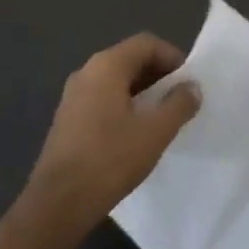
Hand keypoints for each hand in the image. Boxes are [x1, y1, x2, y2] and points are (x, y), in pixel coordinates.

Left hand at [26, 33, 201, 232]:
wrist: (57, 204)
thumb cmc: (110, 160)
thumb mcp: (155, 132)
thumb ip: (179, 104)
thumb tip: (192, 87)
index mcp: (107, 66)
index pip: (146, 43)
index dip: (172, 57)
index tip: (188, 83)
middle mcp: (86, 72)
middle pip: (130, 59)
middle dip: (158, 75)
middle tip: (178, 100)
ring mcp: (73, 96)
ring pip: (115, 80)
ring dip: (141, 92)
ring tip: (160, 118)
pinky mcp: (67, 119)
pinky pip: (102, 98)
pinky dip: (123, 105)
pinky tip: (133, 134)